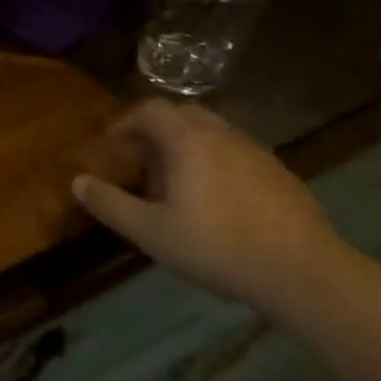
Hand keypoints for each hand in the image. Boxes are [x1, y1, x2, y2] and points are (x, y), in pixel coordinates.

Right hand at [71, 98, 350, 312]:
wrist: (302, 271)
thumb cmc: (216, 246)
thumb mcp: (150, 232)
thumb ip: (109, 204)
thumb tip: (77, 181)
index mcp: (187, 141)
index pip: (149, 109)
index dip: (124, 122)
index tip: (110, 147)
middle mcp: (222, 134)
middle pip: (182, 114)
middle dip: (154, 131)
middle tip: (139, 162)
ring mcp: (256, 151)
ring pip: (212, 132)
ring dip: (185, 146)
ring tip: (174, 184)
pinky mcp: (279, 172)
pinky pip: (236, 152)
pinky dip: (214, 161)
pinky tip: (215, 201)